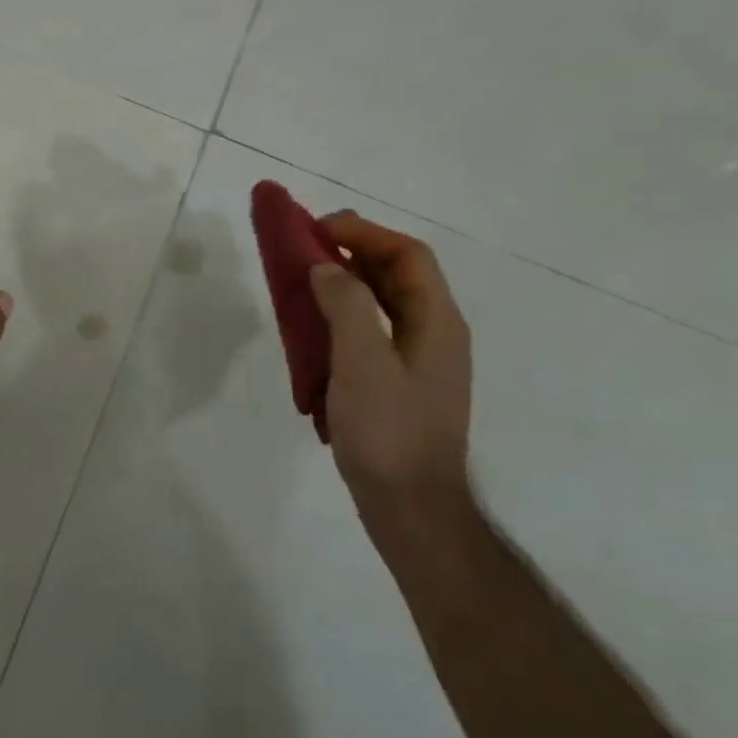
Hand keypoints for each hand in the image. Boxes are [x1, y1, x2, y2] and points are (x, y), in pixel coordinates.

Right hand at [308, 211, 472, 523]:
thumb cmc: (389, 432)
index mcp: (437, 322)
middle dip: (351, 251)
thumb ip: (346, 305)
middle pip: (396, 273)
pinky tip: (312, 329)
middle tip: (303, 247)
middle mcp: (433, 333)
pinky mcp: (397, 383)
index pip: (407, 255)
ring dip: (343, 282)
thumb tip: (325, 267)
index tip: (317, 229)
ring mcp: (416, 361)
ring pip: (381, 302)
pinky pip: (369, 331)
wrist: (409, 508)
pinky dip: (341, 316)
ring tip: (301, 280)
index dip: (364, 232)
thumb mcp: (363, 363)